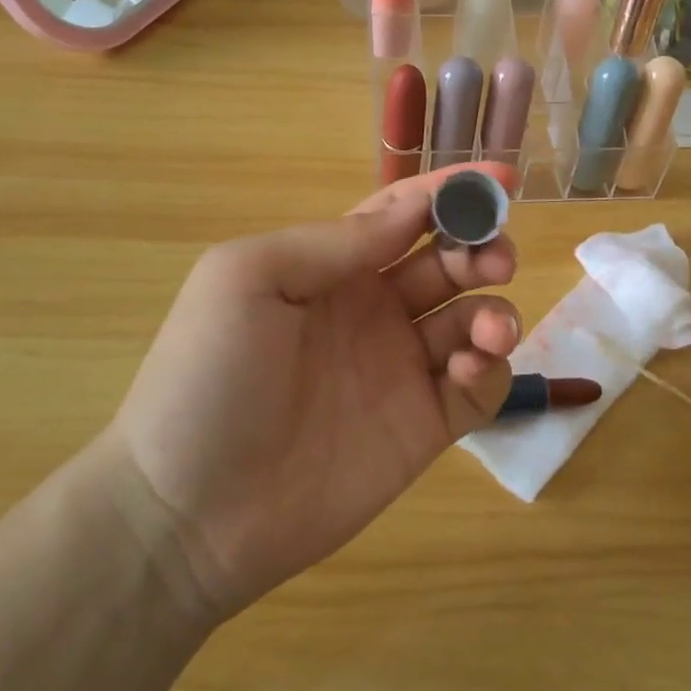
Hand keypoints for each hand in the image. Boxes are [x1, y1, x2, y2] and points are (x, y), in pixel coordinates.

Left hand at [102, 165, 520, 620]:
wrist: (189, 512)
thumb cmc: (208, 376)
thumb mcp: (248, 279)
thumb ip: (333, 242)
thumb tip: (413, 211)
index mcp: (330, 268)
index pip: (402, 215)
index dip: (450, 193)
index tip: (501, 178)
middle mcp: (372, 310)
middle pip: (447, 262)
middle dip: (480, 247)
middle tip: (496, 257)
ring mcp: (399, 370)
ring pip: (472, 320)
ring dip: (494, 310)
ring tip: (487, 327)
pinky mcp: (422, 427)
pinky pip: (478, 388)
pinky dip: (490, 369)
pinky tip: (469, 369)